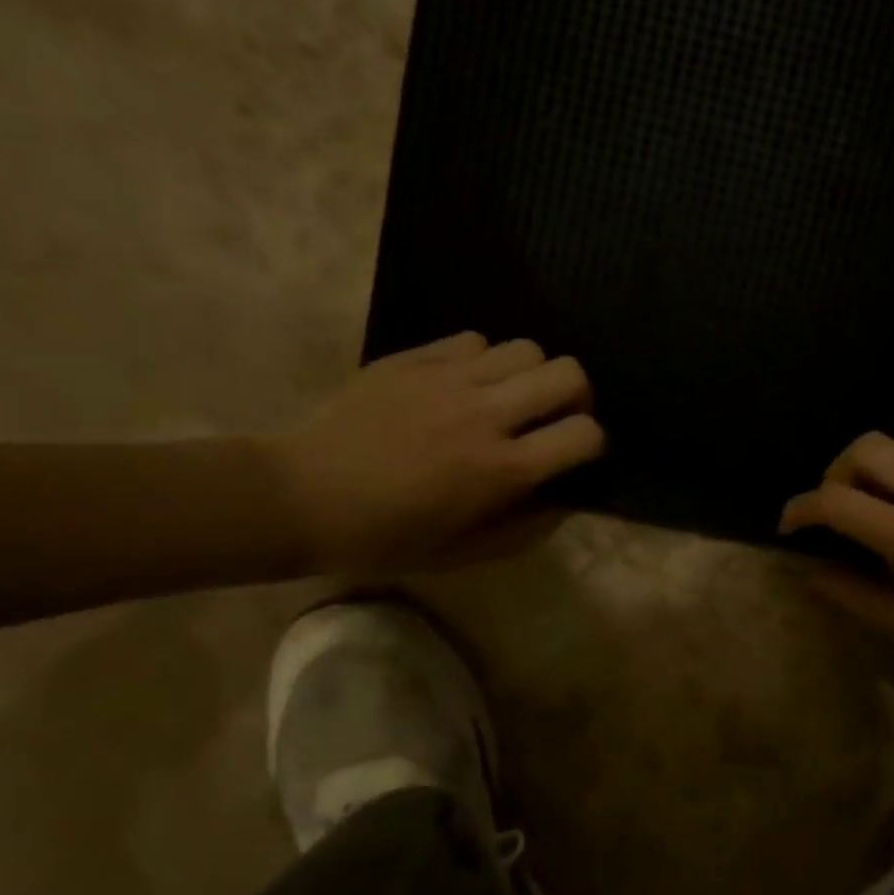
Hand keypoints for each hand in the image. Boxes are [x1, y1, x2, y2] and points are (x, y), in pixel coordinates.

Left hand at [267, 331, 603, 574]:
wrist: (301, 496)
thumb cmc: (385, 537)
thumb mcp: (462, 554)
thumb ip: (525, 528)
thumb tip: (565, 499)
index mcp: (500, 469)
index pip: (585, 434)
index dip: (592, 443)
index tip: (573, 455)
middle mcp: (485, 415)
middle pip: (569, 373)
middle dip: (574, 396)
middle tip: (551, 416)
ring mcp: (448, 379)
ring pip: (526, 347)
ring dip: (530, 374)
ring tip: (507, 397)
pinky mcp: (415, 358)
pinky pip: (475, 340)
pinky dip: (483, 360)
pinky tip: (462, 385)